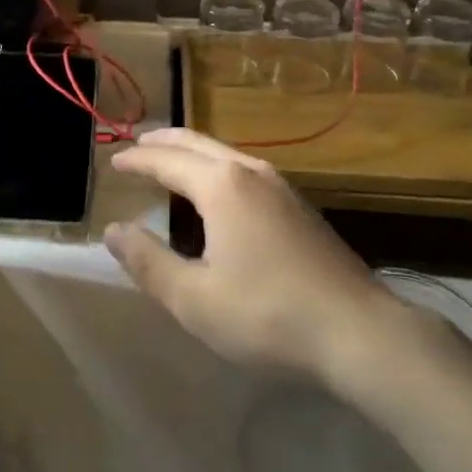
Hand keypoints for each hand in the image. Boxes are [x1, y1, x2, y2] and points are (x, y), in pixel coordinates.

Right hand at [104, 128, 402, 385]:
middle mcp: (250, 172)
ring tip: (172, 160)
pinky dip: (217, 167)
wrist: (358, 330)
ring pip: (225, 153)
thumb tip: (114, 230)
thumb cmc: (267, 314)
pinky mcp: (299, 206)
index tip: (113, 160)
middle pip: (198, 143)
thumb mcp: (194, 299)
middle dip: (164, 141)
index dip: (137, 160)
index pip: (167, 160)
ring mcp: (280, 186)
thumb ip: (149, 261)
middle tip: (138, 143)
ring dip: (193, 152)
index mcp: (221, 185)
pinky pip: (244, 169)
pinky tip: (218, 190)